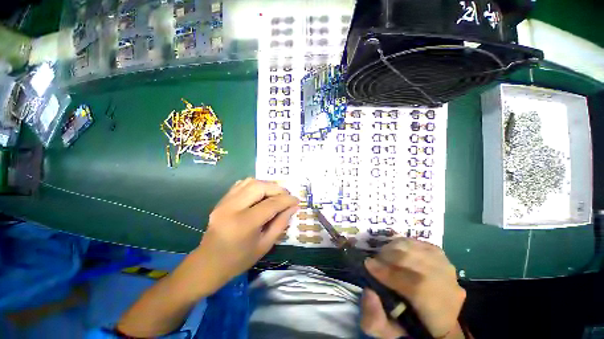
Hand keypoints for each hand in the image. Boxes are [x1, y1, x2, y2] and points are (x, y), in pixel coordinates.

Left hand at [189, 178, 298, 294]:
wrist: (207, 264)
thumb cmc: (239, 260)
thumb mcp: (265, 245)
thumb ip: (281, 223)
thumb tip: (293, 207)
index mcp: (244, 224)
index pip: (271, 204)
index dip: (287, 200)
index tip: (297, 200)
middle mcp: (232, 208)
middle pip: (260, 187)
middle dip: (277, 189)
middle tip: (286, 196)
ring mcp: (224, 202)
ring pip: (250, 182)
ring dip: (267, 185)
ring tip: (275, 194)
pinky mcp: (221, 200)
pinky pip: (241, 184)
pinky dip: (255, 185)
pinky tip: (261, 193)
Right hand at [360, 238, 465, 338]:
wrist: (435, 321)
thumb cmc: (409, 327)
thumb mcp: (388, 332)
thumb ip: (375, 320)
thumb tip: (369, 292)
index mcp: (439, 315)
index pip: (417, 287)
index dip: (389, 273)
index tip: (368, 265)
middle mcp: (450, 290)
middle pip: (418, 263)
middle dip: (389, 256)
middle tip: (374, 260)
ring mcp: (450, 271)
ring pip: (420, 249)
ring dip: (395, 248)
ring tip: (384, 255)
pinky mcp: (444, 259)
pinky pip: (423, 243)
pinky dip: (406, 243)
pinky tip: (397, 249)